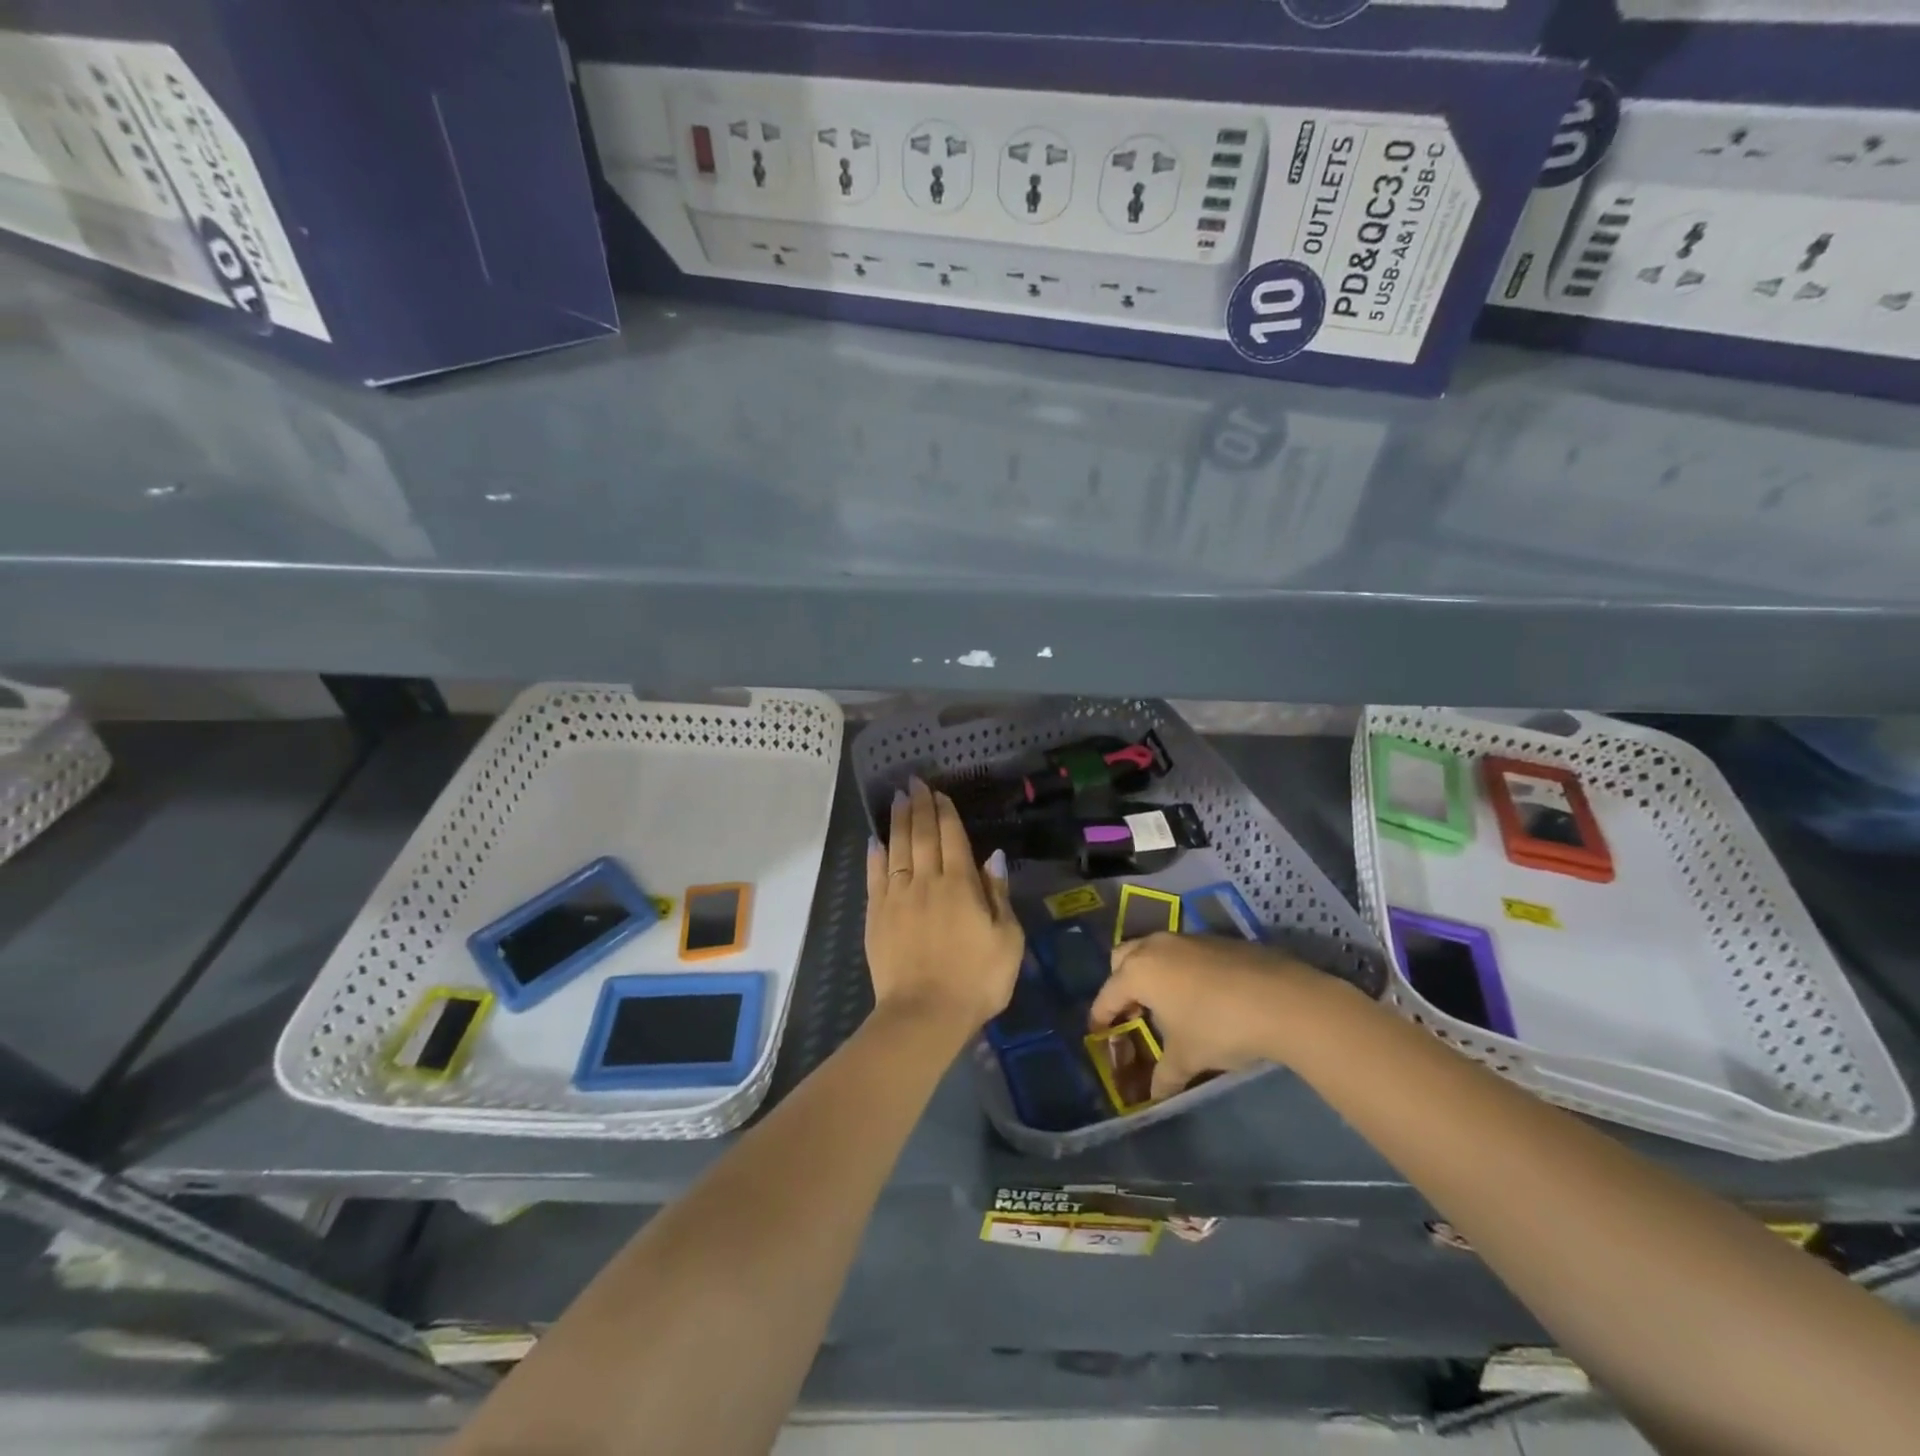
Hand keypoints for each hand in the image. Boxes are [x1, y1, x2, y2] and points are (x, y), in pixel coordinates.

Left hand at [865, 778, 1023, 1032]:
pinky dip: (875, 855)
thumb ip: (999, 895)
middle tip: (913, 782)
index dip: (946, 812)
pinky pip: (875, 876)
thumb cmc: (976, 980)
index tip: (939, 793)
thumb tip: (993, 856)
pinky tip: (875, 840)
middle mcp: (926, 882)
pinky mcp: (876, 915)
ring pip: (897, 848)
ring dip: (898, 821)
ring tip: (897, 799)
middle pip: (922, 835)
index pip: (953, 838)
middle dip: (919, 806)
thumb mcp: (1007, 940)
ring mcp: (897, 897)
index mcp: (961, 886)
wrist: (924, 1014)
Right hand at [1089, 934, 1323, 1100]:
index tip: (1098, 1031)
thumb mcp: (1187, 1058)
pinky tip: (1202, 995)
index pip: (1108, 994)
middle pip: (1123, 958)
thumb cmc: (1219, 1027)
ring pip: (1155, 950)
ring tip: (1167, 1003)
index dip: (1100, 1016)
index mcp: (1139, 971)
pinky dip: (1182, 969)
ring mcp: (1187, 938)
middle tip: (1132, 1011)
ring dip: (1153, 973)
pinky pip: (1185, 952)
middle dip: (1121, 982)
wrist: (1282, 999)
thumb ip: (1164, 1076)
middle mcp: (1156, 947)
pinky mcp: (1217, 939)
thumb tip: (1153, 1097)